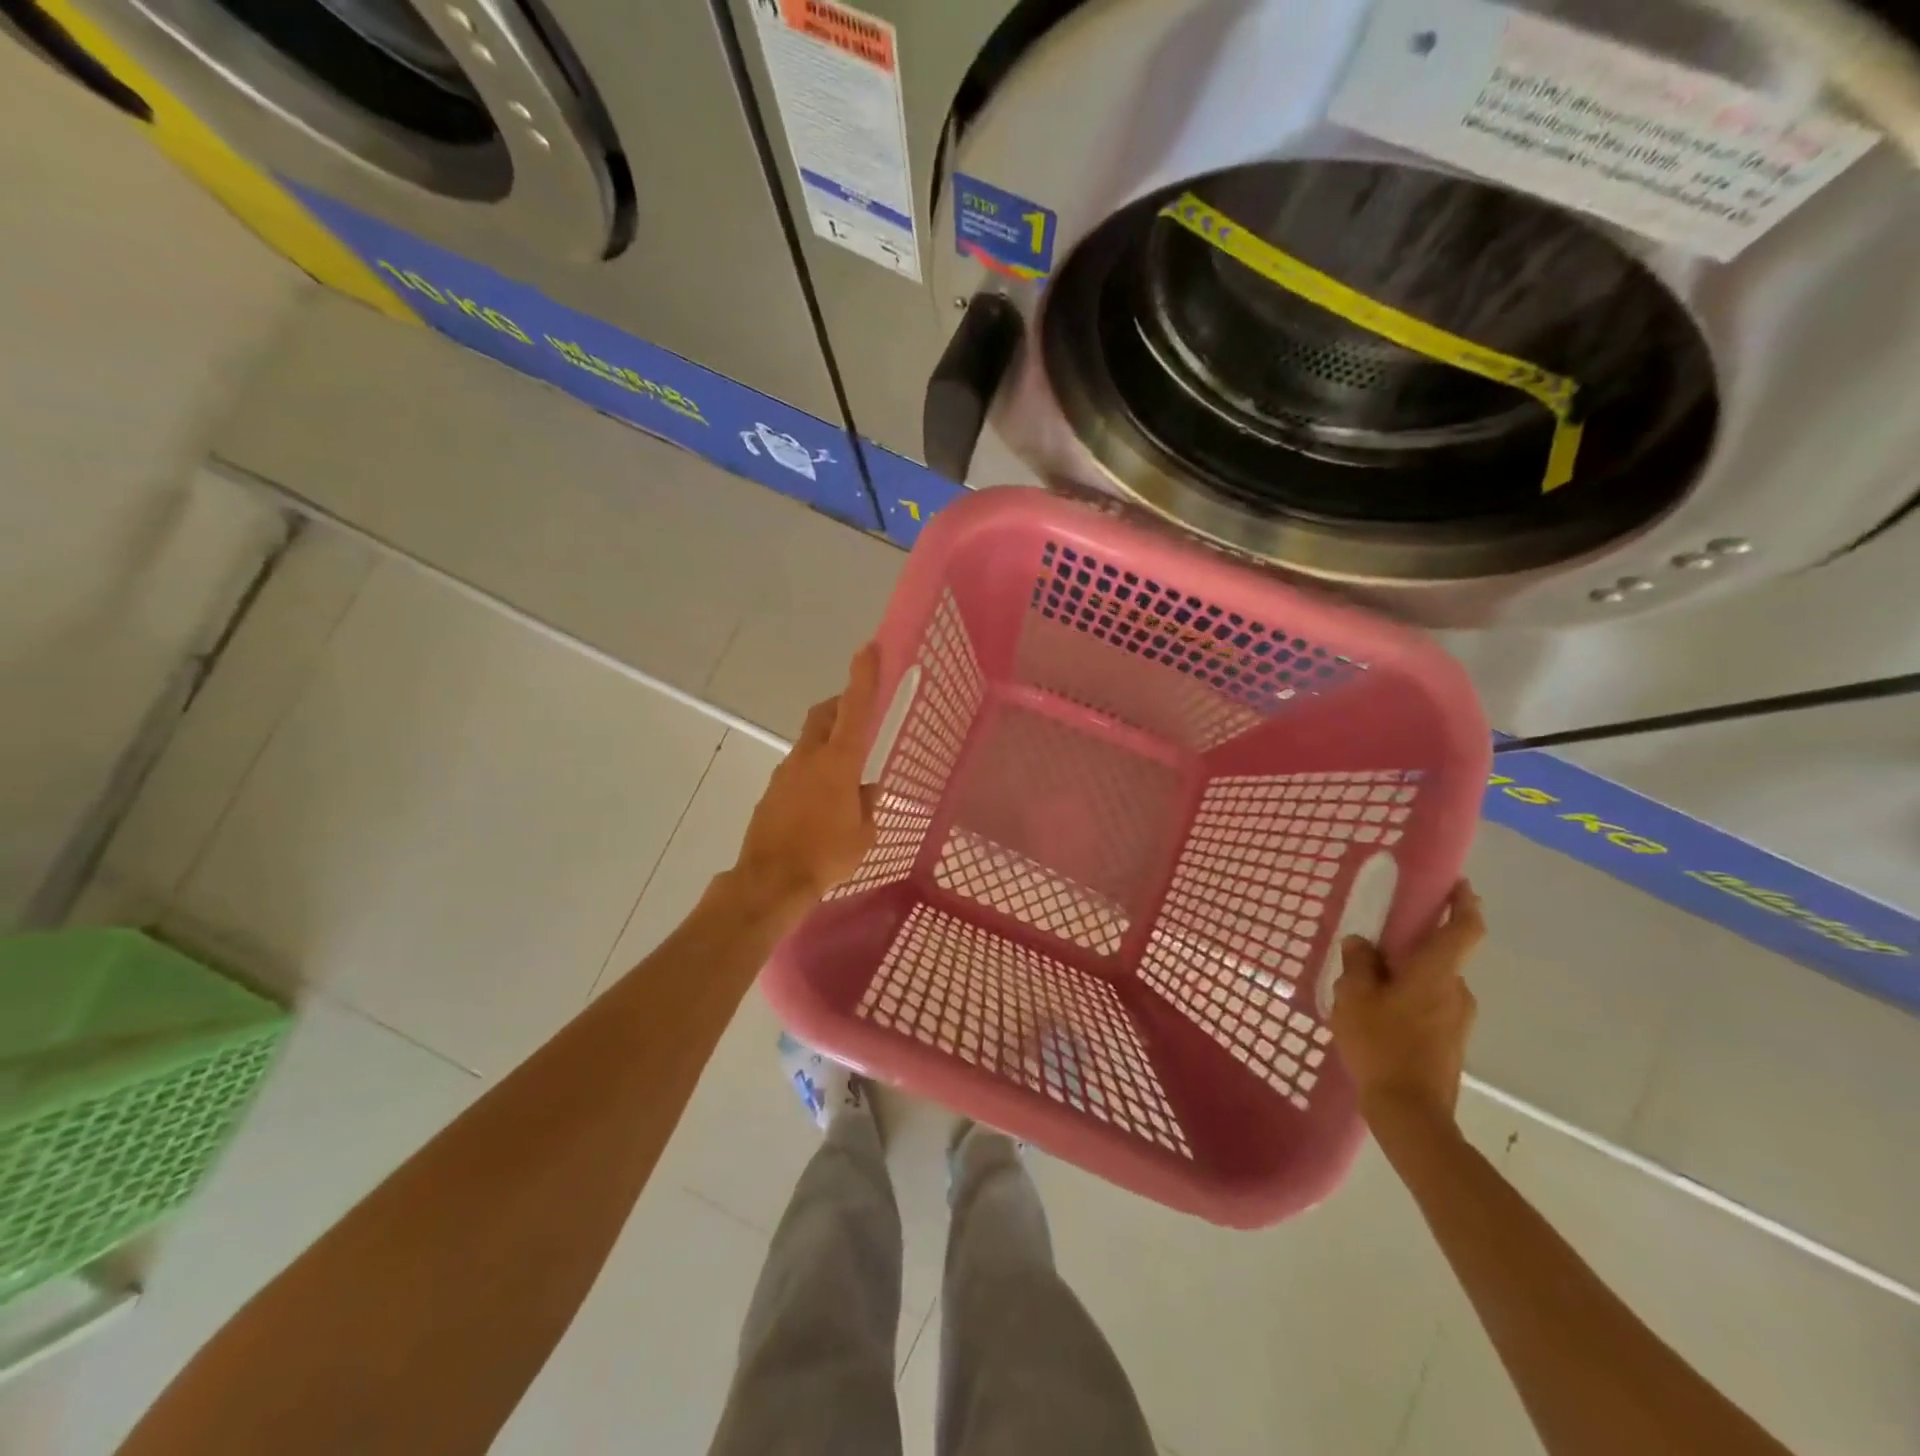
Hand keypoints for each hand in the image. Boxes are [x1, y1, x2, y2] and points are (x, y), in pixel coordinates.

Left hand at [728, 643, 881, 917]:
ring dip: (827, 744)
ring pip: (809, 743)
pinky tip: (822, 802)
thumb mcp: (864, 834)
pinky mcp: (771, 792)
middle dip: (841, 705)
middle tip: (857, 712)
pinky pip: (797, 770)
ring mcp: (785, 773)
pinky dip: (813, 772)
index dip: (863, 676)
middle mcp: (809, 758)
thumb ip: (868, 805)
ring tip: (845, 776)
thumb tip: (867, 790)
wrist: (770, 880)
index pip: (855, 708)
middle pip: (824, 715)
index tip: (868, 648)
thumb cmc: (826, 855)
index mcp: (839, 762)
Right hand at [1330, 879, 1482, 1127]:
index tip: (1458, 884)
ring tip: (1366, 984)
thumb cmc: (1382, 1045)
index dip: (1465, 903)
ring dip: (1407, 976)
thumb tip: (1361, 943)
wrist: (1411, 1114)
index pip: (1465, 929)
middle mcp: (1456, 991)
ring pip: (1433, 983)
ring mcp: (1458, 1020)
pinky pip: (1430, 1006)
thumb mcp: (1354, 998)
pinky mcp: (1451, 1042)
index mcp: (1436, 973)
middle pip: (1441, 956)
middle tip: (1377, 941)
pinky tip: (1377, 1014)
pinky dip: (1408, 999)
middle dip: (1414, 945)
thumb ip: (1358, 964)